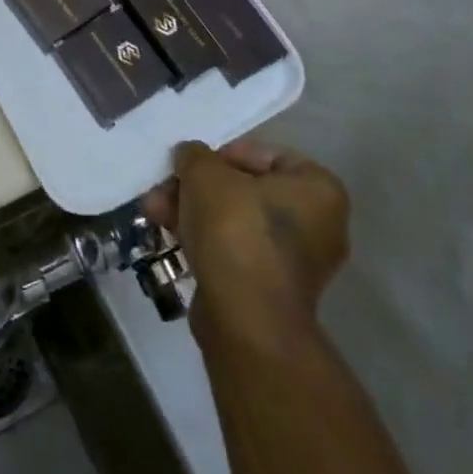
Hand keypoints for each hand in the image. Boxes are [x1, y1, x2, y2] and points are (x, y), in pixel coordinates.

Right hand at [143, 139, 349, 349]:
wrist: (245, 319)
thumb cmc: (235, 230)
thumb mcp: (205, 174)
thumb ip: (195, 156)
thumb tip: (190, 156)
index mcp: (318, 190)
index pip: (268, 155)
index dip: (225, 153)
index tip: (195, 163)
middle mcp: (318, 224)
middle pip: (246, 190)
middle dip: (199, 187)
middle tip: (166, 186)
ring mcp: (296, 262)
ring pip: (235, 221)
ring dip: (193, 211)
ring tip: (154, 210)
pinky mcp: (271, 290)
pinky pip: (235, 251)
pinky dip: (205, 240)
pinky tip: (169, 236)